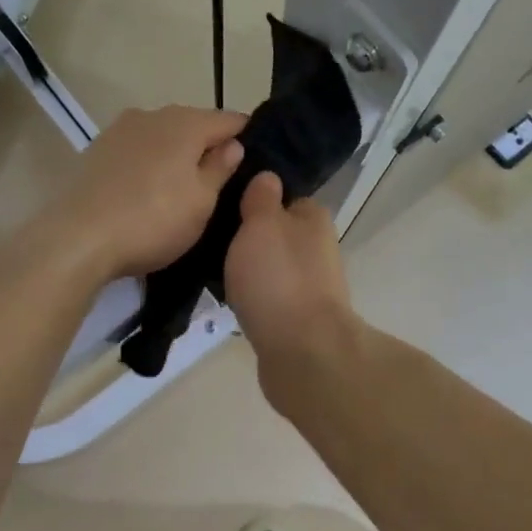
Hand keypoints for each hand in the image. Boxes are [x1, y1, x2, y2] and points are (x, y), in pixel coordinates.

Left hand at [47, 106, 246, 280]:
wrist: (78, 238)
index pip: (228, 119)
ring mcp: (119, 130)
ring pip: (162, 136)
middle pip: (193, 124)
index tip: (256, 158)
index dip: (245, 136)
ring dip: (176, 155)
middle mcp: (152, 115)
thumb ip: (220, 168)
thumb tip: (233, 145)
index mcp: (185, 123)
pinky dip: (149, 164)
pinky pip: (136, 151)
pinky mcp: (97, 151)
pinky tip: (148, 190)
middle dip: (208, 146)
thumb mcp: (201, 202)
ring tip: (183, 187)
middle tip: (221, 180)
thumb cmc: (152, 220)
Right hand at [223, 172, 357, 392]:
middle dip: (250, 238)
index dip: (258, 200)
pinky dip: (254, 297)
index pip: (285, 198)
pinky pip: (271, 296)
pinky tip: (231, 300)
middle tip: (213, 239)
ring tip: (213, 270)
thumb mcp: (262, 224)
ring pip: (274, 267)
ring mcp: (311, 286)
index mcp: (314, 219)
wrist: (302, 352)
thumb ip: (262, 199)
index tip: (227, 206)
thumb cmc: (278, 278)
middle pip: (279, 234)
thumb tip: (268, 178)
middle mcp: (318, 249)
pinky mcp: (299, 318)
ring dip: (251, 270)